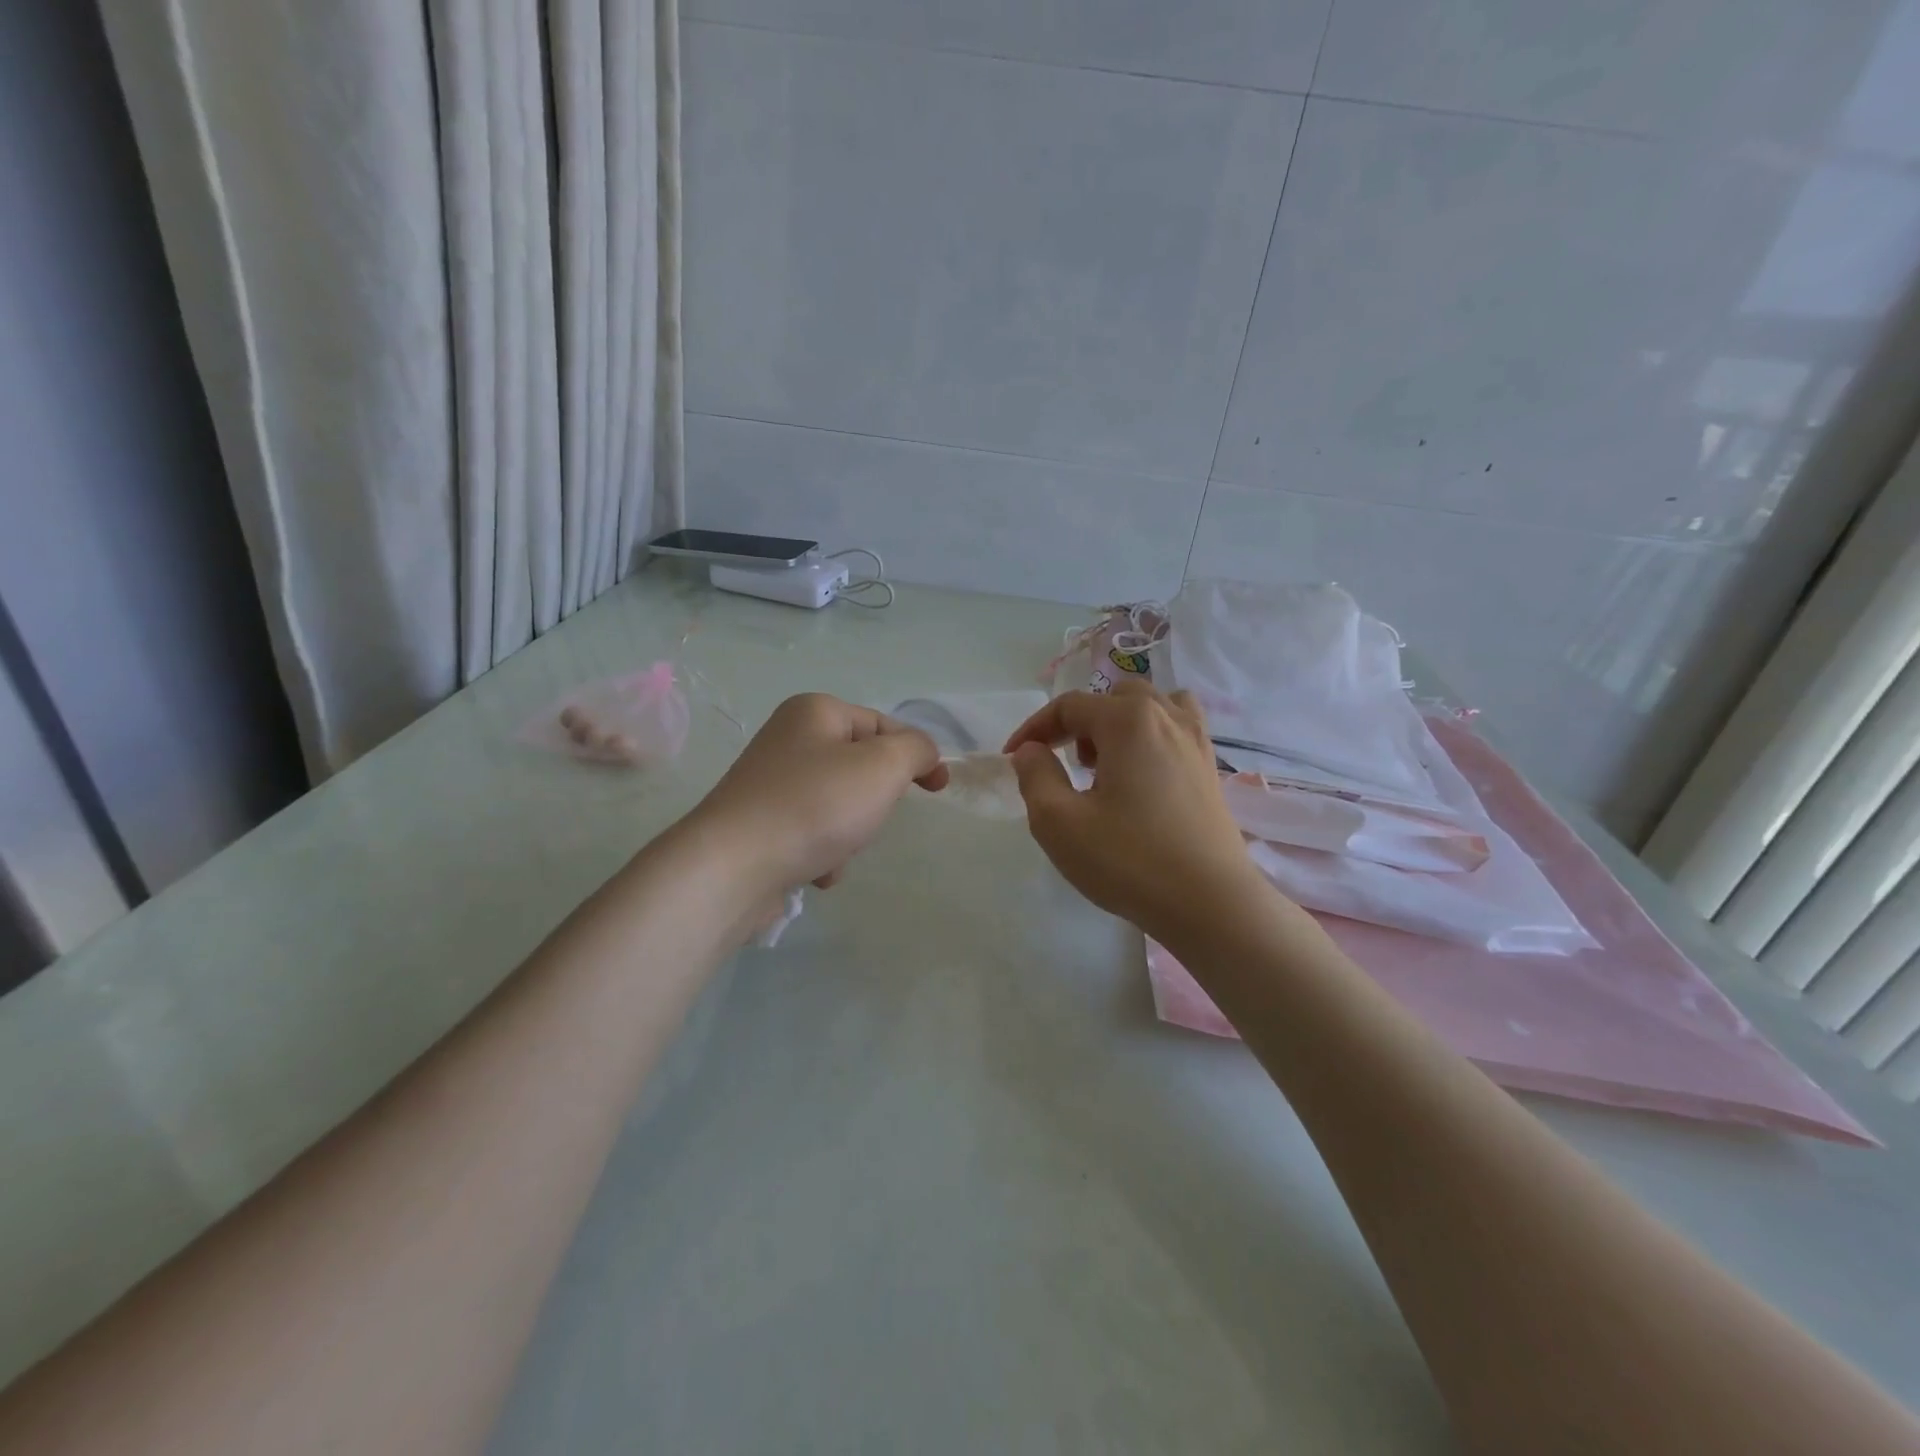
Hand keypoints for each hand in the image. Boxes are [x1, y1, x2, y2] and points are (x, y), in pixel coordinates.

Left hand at [687, 693, 947, 897]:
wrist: (733, 867)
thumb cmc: (815, 805)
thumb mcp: (883, 765)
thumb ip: (915, 749)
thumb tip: (922, 752)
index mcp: (815, 711)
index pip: (883, 724)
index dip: (916, 754)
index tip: (939, 789)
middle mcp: (789, 739)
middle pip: (861, 766)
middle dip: (875, 799)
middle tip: (870, 815)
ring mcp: (771, 783)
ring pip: (840, 804)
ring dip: (851, 832)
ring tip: (836, 849)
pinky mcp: (760, 824)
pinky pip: (813, 832)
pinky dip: (824, 851)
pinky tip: (815, 869)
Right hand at [1003, 680, 1273, 941]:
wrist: (1210, 904)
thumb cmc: (1128, 860)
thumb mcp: (1059, 822)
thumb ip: (1035, 776)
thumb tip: (1030, 751)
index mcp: (1128, 720)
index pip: (1070, 706)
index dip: (1034, 728)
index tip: (1013, 759)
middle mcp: (1167, 717)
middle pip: (1114, 698)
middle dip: (1081, 724)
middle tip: (1068, 765)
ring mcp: (1197, 742)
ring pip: (1152, 708)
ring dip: (1121, 725)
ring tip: (1109, 767)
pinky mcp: (1211, 770)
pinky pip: (1177, 731)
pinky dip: (1151, 740)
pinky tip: (1142, 781)